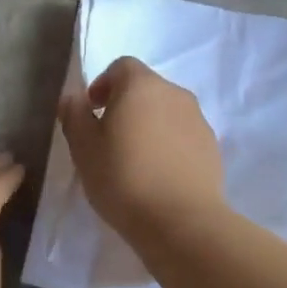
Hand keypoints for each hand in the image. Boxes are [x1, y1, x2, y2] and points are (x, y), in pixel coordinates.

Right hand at [57, 57, 224, 239]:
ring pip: (167, 111)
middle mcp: (175, 93)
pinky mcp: (212, 146)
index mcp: (142, 85)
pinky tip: (159, 174)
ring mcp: (198, 119)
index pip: (121, 66)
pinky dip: (169, 144)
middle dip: (126, 105)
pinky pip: (183, 134)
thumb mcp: (83, 148)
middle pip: (146, 88)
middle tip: (109, 138)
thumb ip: (74, 115)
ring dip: (150, 125)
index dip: (103, 84)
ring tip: (136, 159)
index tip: (92, 112)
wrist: (182, 221)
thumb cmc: (123, 178)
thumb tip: (74, 98)